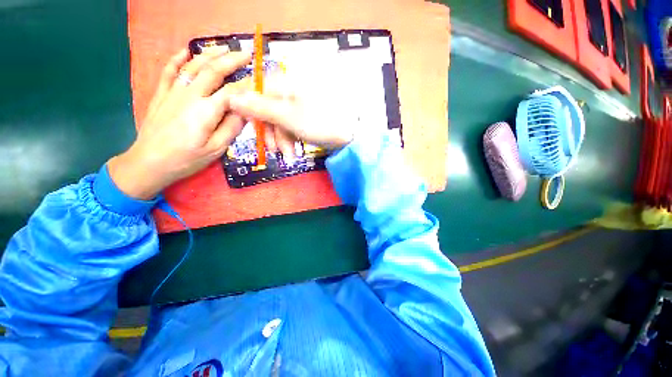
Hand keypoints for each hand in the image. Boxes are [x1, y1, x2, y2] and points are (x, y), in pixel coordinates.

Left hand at [108, 48, 251, 199]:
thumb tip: (244, 111)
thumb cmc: (186, 159)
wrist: (149, 162)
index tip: (260, 80)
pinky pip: (169, 71)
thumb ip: (231, 128)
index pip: (232, 92)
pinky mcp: (161, 95)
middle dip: (231, 60)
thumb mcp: (215, 149)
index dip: (247, 85)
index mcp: (205, 111)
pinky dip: (177, 59)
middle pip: (213, 71)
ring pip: (193, 66)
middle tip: (246, 53)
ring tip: (223, 47)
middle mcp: (189, 95)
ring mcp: (173, 92)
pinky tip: (186, 51)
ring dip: (209, 54)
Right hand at [228, 73, 353, 158]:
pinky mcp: (306, 117)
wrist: (351, 135)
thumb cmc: (320, 124)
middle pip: (267, 110)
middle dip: (271, 133)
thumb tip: (231, 97)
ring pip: (279, 121)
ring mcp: (299, 105)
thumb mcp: (287, 117)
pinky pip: (290, 126)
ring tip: (289, 155)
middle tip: (275, 151)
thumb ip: (260, 108)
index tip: (252, 130)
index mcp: (284, 84)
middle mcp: (289, 90)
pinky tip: (294, 151)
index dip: (251, 113)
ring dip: (281, 140)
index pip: (255, 92)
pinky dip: (290, 139)